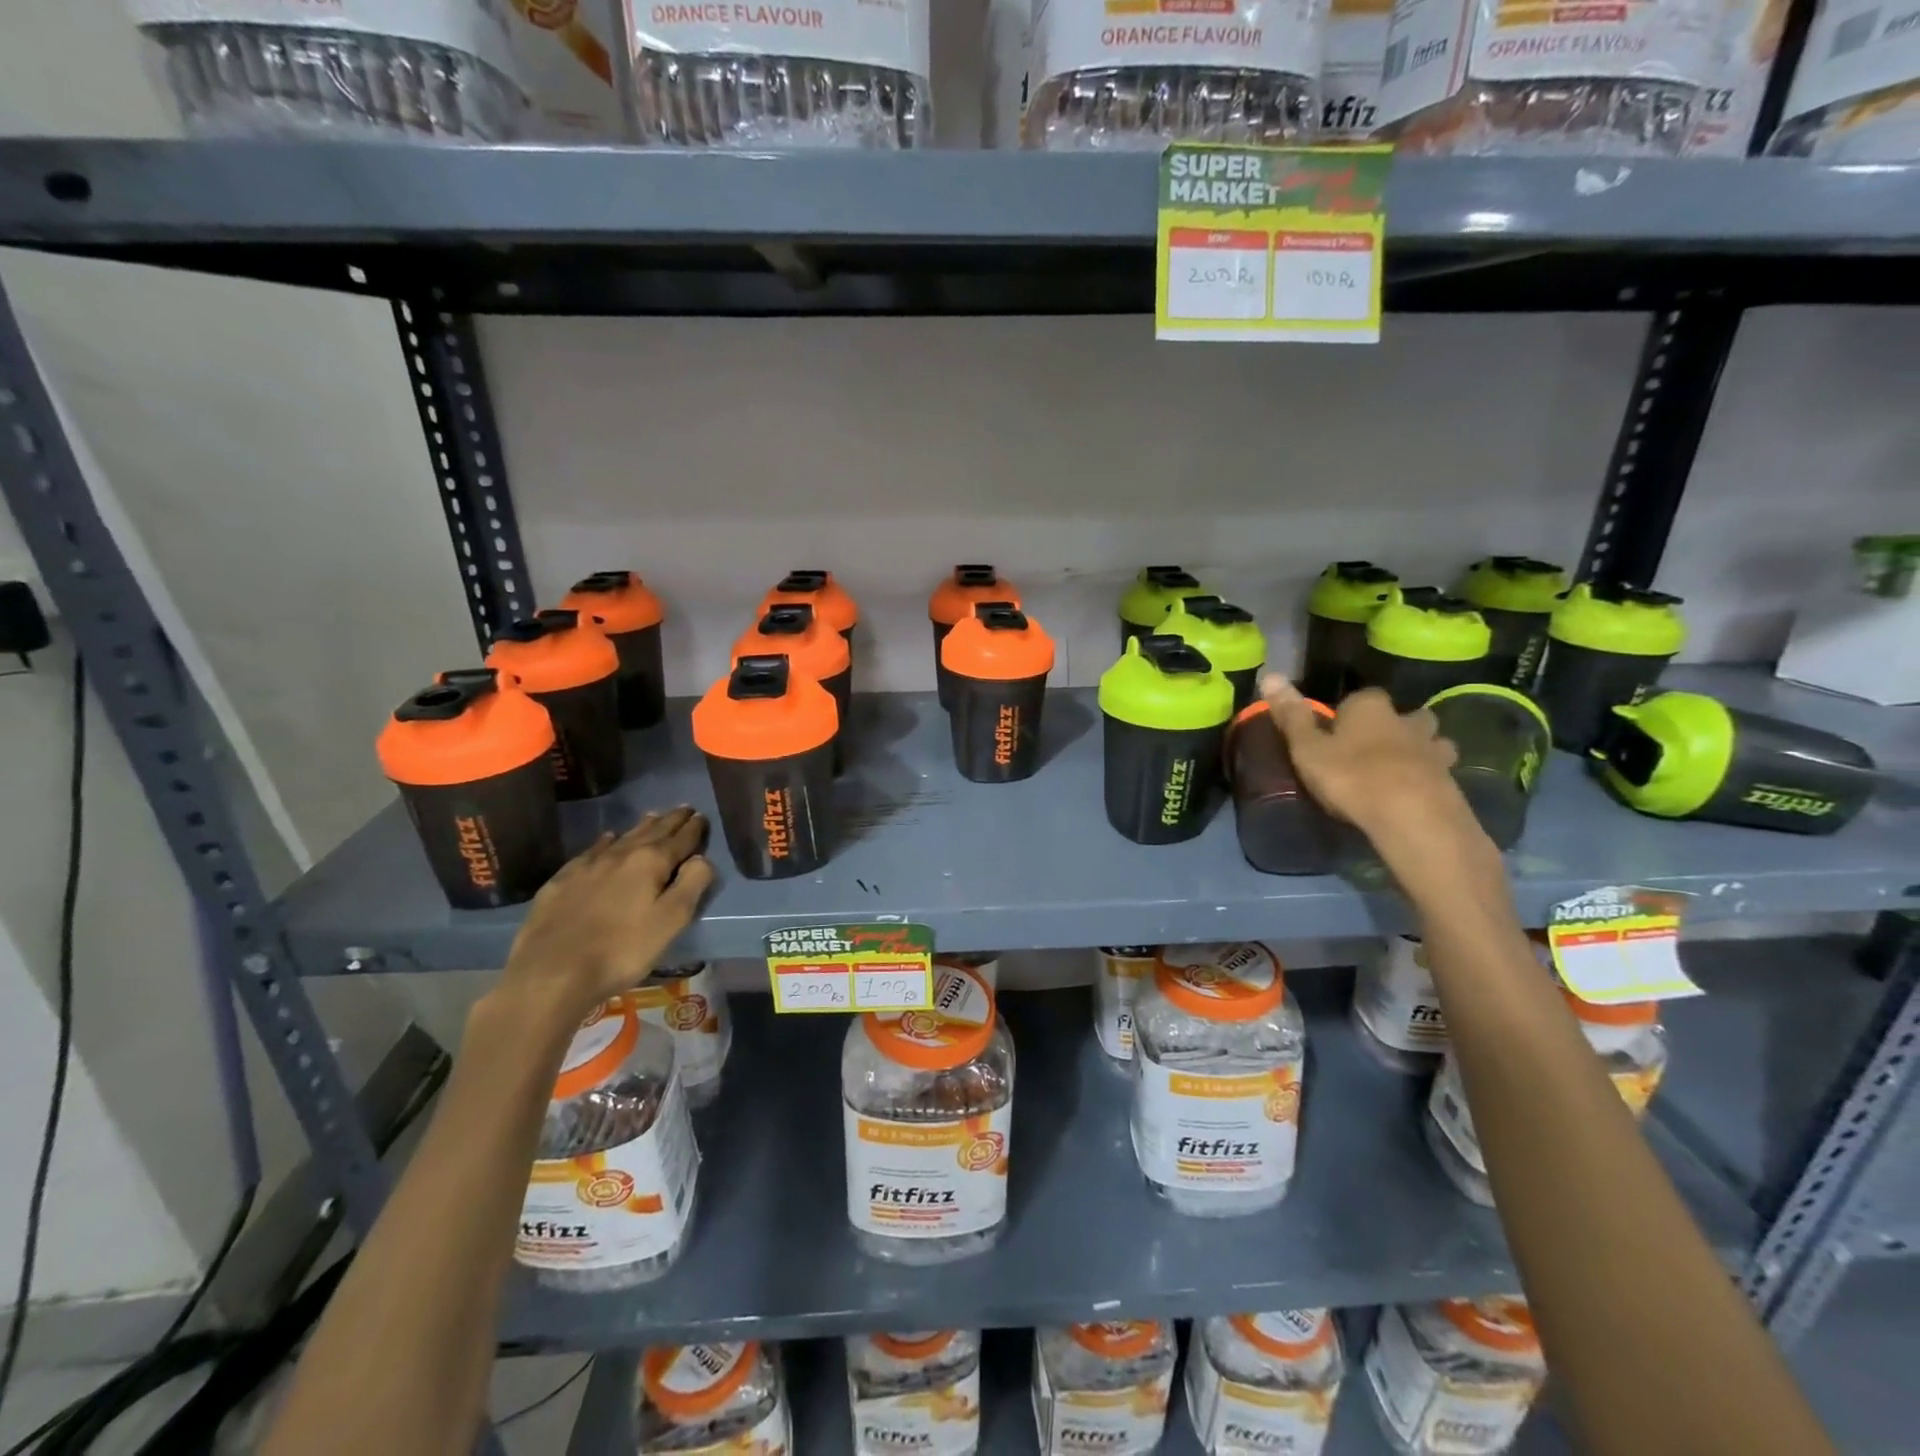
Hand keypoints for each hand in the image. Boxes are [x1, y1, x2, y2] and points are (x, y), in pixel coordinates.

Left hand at [498, 807, 714, 1026]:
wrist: (551, 972)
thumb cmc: (622, 950)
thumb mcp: (671, 921)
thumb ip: (692, 884)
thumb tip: (702, 858)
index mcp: (651, 862)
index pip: (680, 839)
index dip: (694, 828)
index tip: (702, 816)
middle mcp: (620, 855)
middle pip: (652, 831)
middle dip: (671, 820)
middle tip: (684, 809)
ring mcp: (588, 865)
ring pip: (622, 837)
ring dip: (642, 826)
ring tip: (654, 816)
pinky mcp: (562, 880)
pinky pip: (591, 851)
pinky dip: (605, 841)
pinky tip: (607, 839)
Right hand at [1260, 674, 1474, 845]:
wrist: (1412, 816)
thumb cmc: (1351, 777)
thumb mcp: (1307, 749)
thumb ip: (1292, 716)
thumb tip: (1270, 675)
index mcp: (1369, 707)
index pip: (1360, 697)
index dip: (1348, 713)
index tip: (1336, 732)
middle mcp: (1406, 720)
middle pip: (1404, 715)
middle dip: (1394, 726)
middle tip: (1374, 747)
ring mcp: (1433, 750)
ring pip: (1431, 741)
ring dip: (1420, 750)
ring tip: (1401, 769)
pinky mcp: (1451, 780)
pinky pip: (1439, 772)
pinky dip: (1429, 778)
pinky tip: (1415, 794)